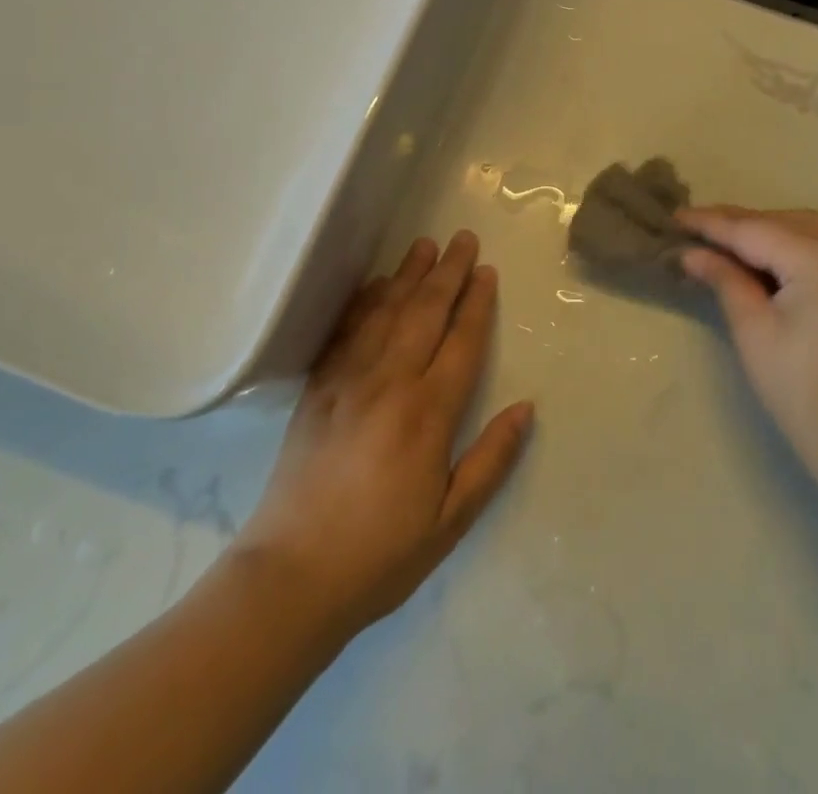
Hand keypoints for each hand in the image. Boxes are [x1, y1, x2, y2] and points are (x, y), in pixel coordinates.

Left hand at [230, 232, 533, 640]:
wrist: (290, 577)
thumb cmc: (380, 554)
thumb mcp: (451, 520)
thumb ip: (491, 460)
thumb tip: (527, 407)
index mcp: (427, 413)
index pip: (461, 342)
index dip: (477, 304)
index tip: (487, 272)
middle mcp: (389, 383)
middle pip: (425, 313)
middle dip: (448, 273)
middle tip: (463, 239)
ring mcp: (348, 381)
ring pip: (385, 312)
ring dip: (408, 275)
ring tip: (425, 245)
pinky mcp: (317, 390)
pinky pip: (345, 332)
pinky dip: (363, 302)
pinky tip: (374, 285)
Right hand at [679, 207, 817, 498]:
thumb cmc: (806, 395)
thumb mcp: (754, 333)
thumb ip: (724, 280)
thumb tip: (692, 252)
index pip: (752, 229)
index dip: (710, 223)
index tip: (674, 217)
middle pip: (780, 222)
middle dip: (737, 225)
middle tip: (693, 232)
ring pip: (805, 229)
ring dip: (765, 232)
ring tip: (724, 245)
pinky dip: (793, 246)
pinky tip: (768, 262)